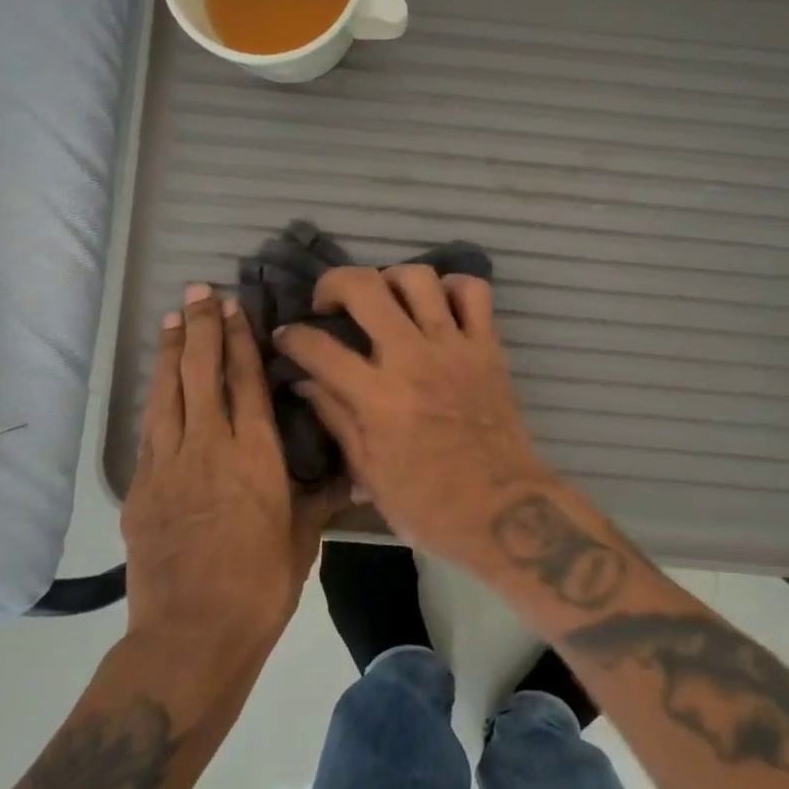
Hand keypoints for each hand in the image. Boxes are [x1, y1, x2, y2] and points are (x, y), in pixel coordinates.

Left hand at [122, 284, 342, 651]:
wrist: (192, 635)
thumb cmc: (261, 583)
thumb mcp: (303, 536)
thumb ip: (322, 495)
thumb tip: (356, 471)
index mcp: (255, 453)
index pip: (244, 380)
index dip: (237, 339)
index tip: (233, 307)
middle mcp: (209, 446)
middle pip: (200, 373)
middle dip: (198, 328)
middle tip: (197, 292)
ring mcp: (168, 465)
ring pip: (167, 393)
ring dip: (170, 353)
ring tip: (172, 320)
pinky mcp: (140, 489)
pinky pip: (150, 430)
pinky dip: (156, 398)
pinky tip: (159, 386)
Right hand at [274, 266, 555, 560]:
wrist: (502, 509)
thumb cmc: (428, 503)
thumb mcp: (368, 473)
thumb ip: (336, 418)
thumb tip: (305, 383)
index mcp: (377, 397)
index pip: (318, 347)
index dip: (291, 336)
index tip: (286, 336)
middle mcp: (412, 358)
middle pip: (365, 288)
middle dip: (334, 283)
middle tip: (330, 303)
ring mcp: (454, 347)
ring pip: (420, 278)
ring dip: (392, 279)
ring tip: (385, 299)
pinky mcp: (488, 347)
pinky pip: (475, 293)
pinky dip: (454, 288)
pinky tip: (439, 305)